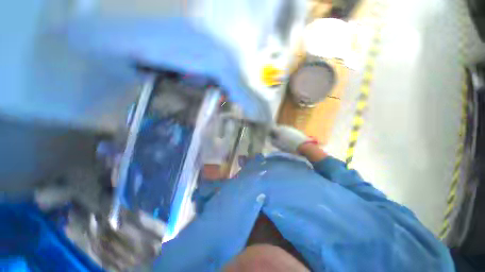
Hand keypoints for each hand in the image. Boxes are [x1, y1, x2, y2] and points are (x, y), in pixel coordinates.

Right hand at [270, 125, 311, 153]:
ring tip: (283, 141)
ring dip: (281, 134)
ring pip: (283, 130)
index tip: (269, 138)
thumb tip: (270, 138)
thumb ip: (272, 141)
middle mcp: (284, 127)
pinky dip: (287, 135)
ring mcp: (291, 128)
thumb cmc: (288, 146)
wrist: (304, 146)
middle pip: (277, 129)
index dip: (269, 133)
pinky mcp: (296, 130)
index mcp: (278, 129)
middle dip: (275, 133)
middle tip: (275, 139)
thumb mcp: (277, 145)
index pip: (271, 128)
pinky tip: (289, 140)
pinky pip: (289, 132)